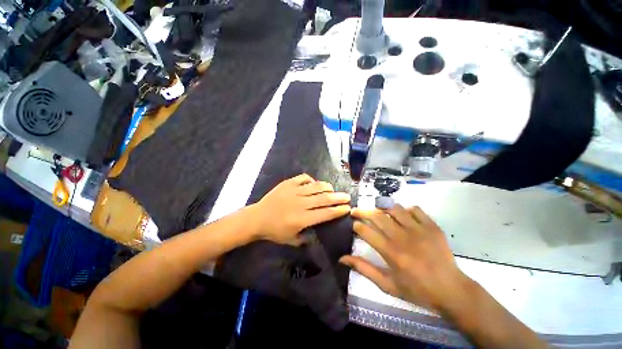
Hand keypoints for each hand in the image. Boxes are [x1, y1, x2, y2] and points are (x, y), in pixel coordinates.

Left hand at [249, 174, 350, 244]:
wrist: (257, 218)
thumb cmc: (274, 231)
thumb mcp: (291, 240)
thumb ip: (306, 238)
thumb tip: (317, 230)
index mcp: (302, 219)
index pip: (325, 213)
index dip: (338, 210)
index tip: (347, 208)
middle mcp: (301, 203)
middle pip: (324, 199)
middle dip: (338, 197)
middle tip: (347, 196)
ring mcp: (294, 191)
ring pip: (316, 186)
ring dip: (327, 187)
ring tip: (333, 189)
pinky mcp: (288, 184)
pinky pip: (303, 178)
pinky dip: (311, 180)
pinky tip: (314, 183)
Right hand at [340, 205, 470, 312]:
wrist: (451, 290)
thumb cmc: (417, 290)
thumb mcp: (387, 285)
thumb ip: (364, 269)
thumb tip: (342, 258)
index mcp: (391, 252)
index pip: (366, 231)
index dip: (357, 225)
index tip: (354, 224)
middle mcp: (402, 237)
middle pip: (377, 216)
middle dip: (362, 211)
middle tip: (356, 211)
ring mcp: (418, 229)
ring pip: (394, 209)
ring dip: (382, 207)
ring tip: (377, 211)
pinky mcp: (431, 226)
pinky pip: (414, 209)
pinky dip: (405, 209)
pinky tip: (402, 215)